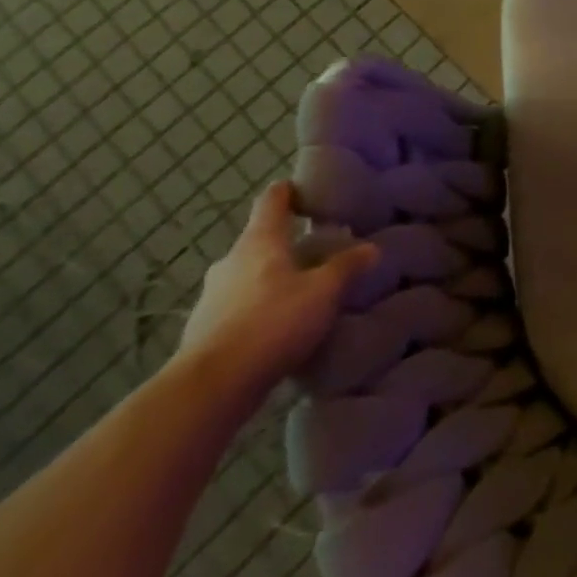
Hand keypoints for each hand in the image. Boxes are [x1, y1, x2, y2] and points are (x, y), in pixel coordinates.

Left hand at [177, 182, 377, 403]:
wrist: (212, 387)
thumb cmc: (273, 322)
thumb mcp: (325, 291)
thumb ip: (348, 266)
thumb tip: (371, 248)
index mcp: (259, 242)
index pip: (272, 201)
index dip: (289, 191)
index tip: (305, 190)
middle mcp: (230, 262)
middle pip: (260, 241)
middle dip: (287, 244)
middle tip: (318, 251)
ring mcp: (211, 297)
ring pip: (248, 276)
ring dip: (272, 279)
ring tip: (303, 293)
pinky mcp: (204, 331)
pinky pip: (239, 308)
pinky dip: (259, 310)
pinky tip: (279, 328)